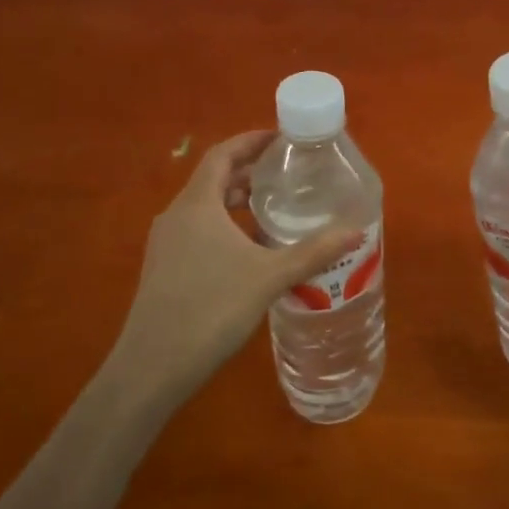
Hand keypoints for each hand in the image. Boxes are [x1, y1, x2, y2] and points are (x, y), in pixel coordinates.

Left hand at [106, 131, 359, 400]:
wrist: (151, 369)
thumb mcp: (269, 277)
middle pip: (214, 180)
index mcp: (197, 204)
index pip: (222, 155)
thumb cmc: (210, 310)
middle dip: (249, 174)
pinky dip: (225, 227)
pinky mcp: (164, 269)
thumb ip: (313, 252)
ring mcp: (166, 244)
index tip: (280, 139)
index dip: (250, 141)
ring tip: (273, 209)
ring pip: (205, 208)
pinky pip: (198, 231)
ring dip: (237, 203)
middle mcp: (176, 216)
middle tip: (286, 175)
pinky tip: (250, 252)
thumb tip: (356, 231)